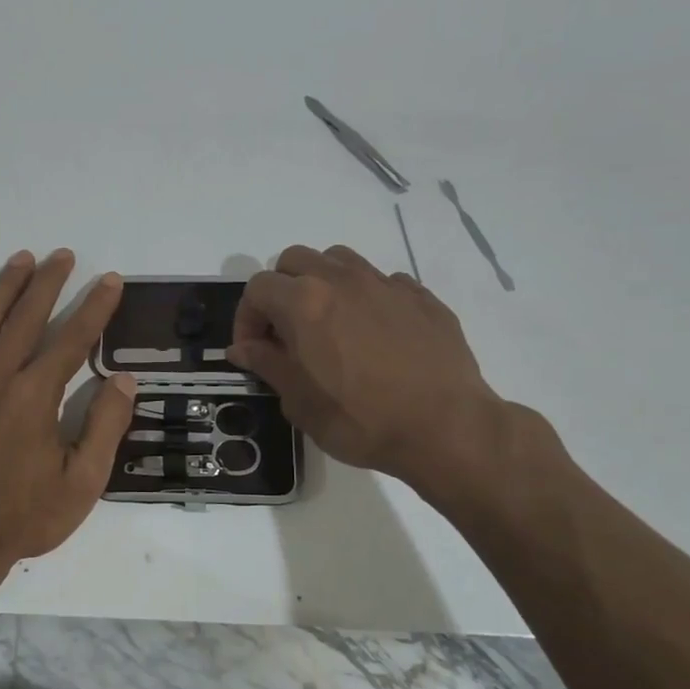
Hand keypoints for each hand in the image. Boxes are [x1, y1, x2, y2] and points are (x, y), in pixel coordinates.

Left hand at [0, 249, 135, 581]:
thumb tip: (122, 380)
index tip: (109, 280)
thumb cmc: (23, 518)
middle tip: (62, 255)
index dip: (94, 308)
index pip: (72, 340)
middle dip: (48, 282)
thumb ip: (105, 427)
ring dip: (1, 289)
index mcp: (35, 397)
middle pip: (25, 318)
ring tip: (19, 261)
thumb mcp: (82, 483)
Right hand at [228, 245, 518, 508]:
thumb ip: (267, 364)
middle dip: (281, 290)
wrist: (447, 428)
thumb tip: (242, 348)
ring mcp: (385, 283)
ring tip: (329, 323)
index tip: (253, 349)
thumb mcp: (300, 402)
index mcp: (304, 302)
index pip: (257, 288)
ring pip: (338, 260)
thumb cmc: (362, 420)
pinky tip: (374, 334)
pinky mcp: (421, 296)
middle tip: (286, 331)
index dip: (246, 318)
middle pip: (295, 260)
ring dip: (322, 282)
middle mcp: (342, 280)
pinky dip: (366, 298)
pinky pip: (381, 281)